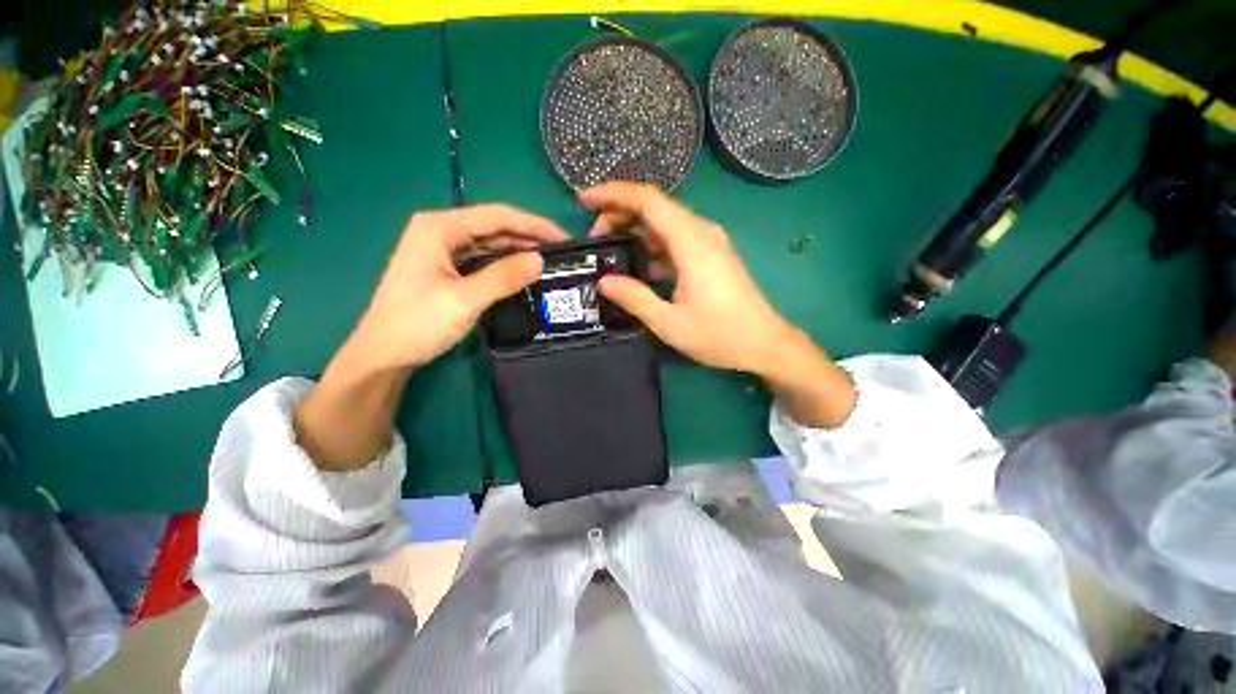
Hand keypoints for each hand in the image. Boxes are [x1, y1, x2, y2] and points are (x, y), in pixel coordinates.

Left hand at [348, 205, 568, 372]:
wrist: (383, 355)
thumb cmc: (418, 324)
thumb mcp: (464, 299)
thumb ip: (503, 277)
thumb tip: (540, 261)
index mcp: (439, 228)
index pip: (497, 216)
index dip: (533, 225)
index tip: (563, 238)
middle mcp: (440, 231)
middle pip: (493, 227)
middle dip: (528, 237)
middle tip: (561, 252)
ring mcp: (441, 250)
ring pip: (489, 243)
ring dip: (518, 250)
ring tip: (549, 260)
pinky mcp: (445, 268)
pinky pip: (482, 259)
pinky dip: (504, 264)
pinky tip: (522, 271)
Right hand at [582, 182, 797, 374]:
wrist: (765, 343)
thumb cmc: (720, 335)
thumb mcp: (670, 323)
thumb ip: (634, 298)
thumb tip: (604, 281)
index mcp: (692, 243)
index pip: (649, 200)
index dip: (614, 193)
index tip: (584, 199)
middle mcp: (701, 233)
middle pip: (655, 208)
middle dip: (619, 214)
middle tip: (594, 238)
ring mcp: (708, 243)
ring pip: (664, 224)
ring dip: (635, 231)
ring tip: (609, 250)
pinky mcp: (710, 255)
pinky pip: (675, 240)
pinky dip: (652, 246)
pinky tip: (638, 266)